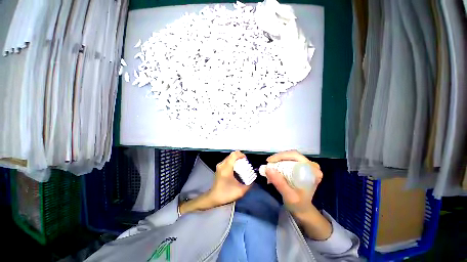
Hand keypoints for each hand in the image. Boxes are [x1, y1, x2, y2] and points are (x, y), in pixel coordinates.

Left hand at [179, 151, 250, 214]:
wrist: (213, 198)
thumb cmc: (226, 194)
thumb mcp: (240, 191)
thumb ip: (248, 185)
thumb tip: (253, 180)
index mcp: (226, 168)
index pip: (234, 155)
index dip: (241, 155)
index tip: (246, 160)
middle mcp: (222, 164)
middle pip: (232, 155)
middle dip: (239, 157)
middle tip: (245, 163)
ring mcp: (219, 166)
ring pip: (229, 157)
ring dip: (236, 159)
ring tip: (241, 166)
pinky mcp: (219, 168)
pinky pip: (227, 161)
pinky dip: (232, 162)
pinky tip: (236, 169)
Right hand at [266, 150, 330, 239]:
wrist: (302, 209)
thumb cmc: (298, 204)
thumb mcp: (288, 195)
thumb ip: (279, 183)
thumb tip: (268, 169)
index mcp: (313, 171)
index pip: (295, 156)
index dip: (280, 156)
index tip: (269, 161)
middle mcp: (311, 165)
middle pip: (292, 155)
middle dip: (278, 158)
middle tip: (268, 163)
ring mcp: (307, 165)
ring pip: (289, 156)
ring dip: (278, 161)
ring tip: (270, 167)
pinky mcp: (302, 167)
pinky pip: (289, 160)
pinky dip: (280, 163)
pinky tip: (274, 169)